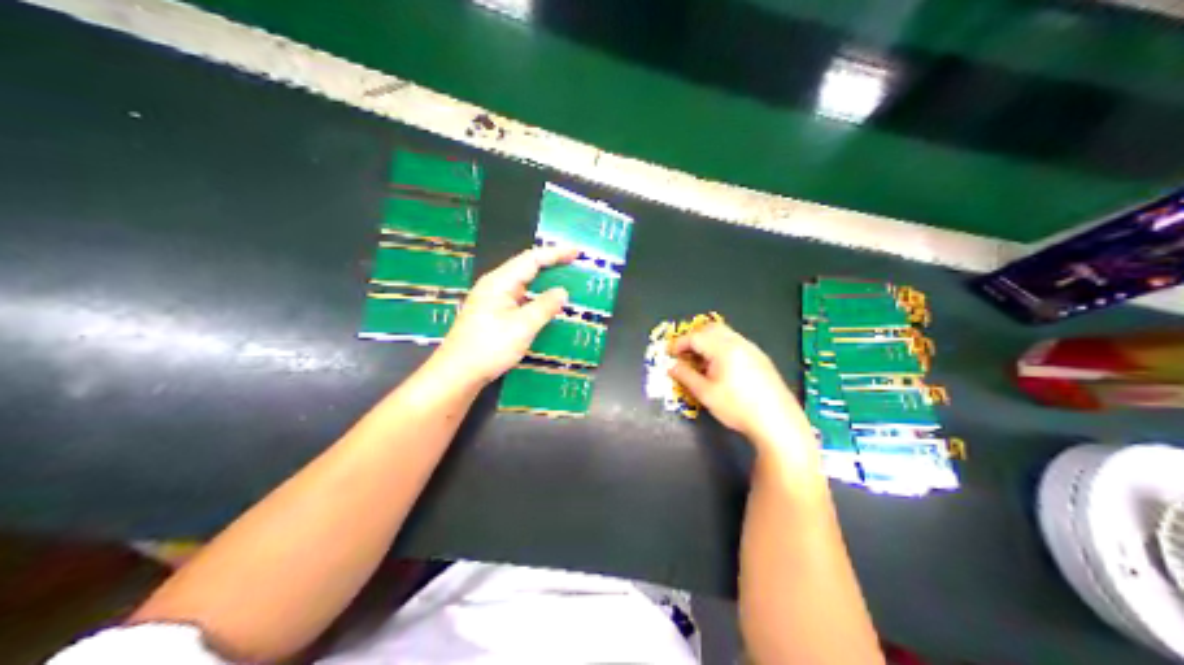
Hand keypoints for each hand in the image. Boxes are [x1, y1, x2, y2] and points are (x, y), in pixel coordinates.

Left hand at [433, 247, 579, 387]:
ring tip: (564, 281)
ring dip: (543, 281)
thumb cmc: (490, 347)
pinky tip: (544, 306)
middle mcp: (494, 286)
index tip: (577, 252)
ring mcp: (490, 300)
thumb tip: (562, 292)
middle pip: (525, 267)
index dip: (555, 254)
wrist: (458, 372)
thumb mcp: (522, 327)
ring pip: (521, 284)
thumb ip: (544, 307)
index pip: (531, 259)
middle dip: (550, 264)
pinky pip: (517, 298)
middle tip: (574, 264)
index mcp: (499, 282)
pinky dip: (534, 297)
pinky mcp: (490, 315)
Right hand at [671, 323, 810, 447]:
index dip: (679, 343)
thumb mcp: (706, 394)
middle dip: (694, 338)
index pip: (695, 336)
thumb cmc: (737, 408)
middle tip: (683, 354)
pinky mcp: (761, 358)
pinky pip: (737, 344)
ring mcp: (752, 349)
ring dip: (709, 343)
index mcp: (723, 348)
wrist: (776, 420)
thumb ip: (686, 377)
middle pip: (711, 329)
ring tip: (700, 363)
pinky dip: (722, 348)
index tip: (669, 354)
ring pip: (725, 335)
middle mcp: (739, 343)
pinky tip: (721, 369)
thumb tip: (672, 367)